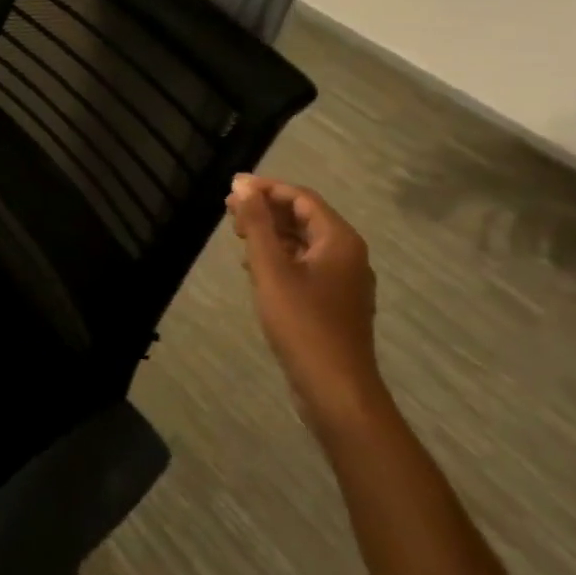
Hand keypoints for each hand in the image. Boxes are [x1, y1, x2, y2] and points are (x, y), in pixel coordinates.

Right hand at [226, 174, 384, 435]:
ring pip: (303, 243)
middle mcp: (347, 255)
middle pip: (304, 218)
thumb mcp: (271, 268)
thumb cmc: (303, 323)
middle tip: (228, 212)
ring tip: (237, 235)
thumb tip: (242, 185)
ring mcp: (342, 281)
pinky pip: (305, 266)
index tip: (231, 189)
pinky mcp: (333, 303)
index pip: (301, 198)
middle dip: (266, 210)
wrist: (335, 389)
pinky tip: (253, 268)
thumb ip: (257, 223)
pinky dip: (279, 258)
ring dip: (270, 234)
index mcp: (339, 241)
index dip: (266, 188)